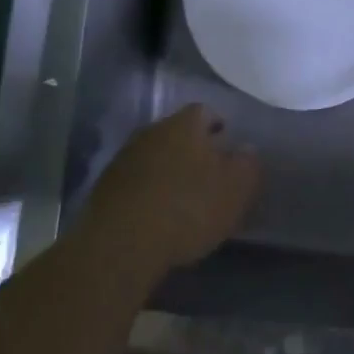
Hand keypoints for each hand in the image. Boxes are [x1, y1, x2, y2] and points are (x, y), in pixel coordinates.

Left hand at [79, 105, 259, 274]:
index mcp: (185, 125)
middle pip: (177, 132)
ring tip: (182, 196)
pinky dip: (148, 189)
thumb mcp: (235, 190)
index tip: (227, 145)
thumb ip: (247, 165)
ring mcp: (125, 156)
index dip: (218, 126)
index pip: (205, 112)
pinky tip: (156, 212)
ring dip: (168, 169)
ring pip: (155, 154)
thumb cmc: (189, 209)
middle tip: (208, 172)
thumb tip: (246, 149)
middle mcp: (152, 131)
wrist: (122, 241)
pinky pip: (136, 179)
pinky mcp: (106, 185)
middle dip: (192, 148)